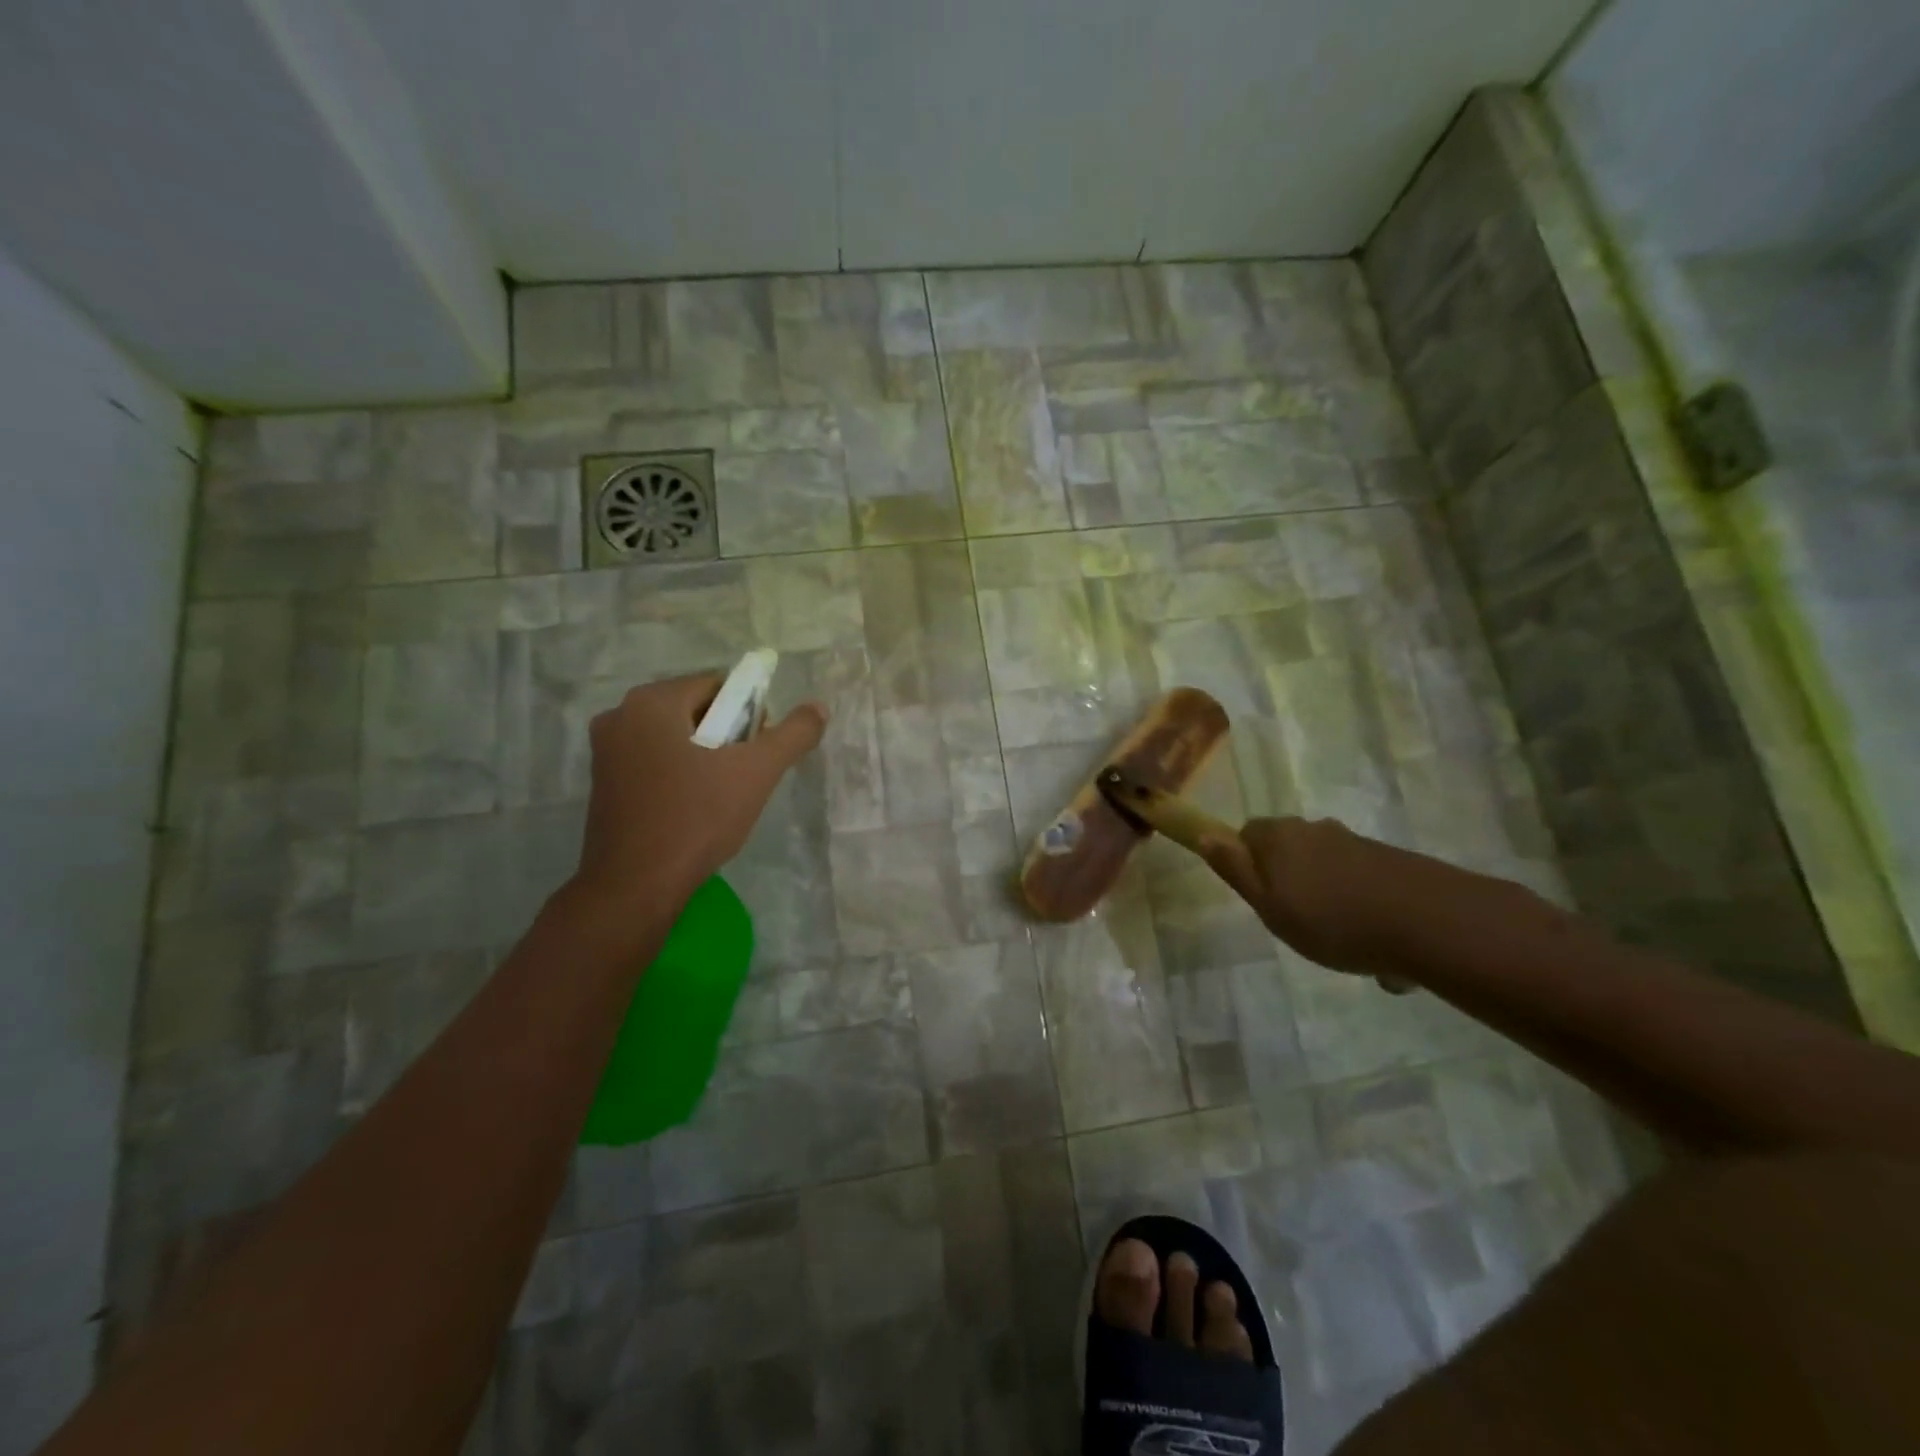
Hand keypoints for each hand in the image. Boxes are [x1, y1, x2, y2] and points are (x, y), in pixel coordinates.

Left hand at [571, 673, 826, 906]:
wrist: (637, 885)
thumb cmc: (697, 817)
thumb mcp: (758, 771)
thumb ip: (793, 734)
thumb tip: (819, 709)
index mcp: (652, 701)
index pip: (717, 686)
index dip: (748, 713)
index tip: (758, 750)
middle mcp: (620, 715)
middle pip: (694, 710)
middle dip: (726, 735)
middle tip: (745, 774)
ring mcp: (605, 751)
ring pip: (673, 737)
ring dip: (704, 756)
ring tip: (722, 794)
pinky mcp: (601, 784)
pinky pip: (653, 761)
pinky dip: (678, 773)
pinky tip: (692, 807)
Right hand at [1201, 816, 1414, 976]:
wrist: (1427, 923)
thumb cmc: (1331, 919)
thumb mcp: (1268, 905)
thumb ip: (1235, 869)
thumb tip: (1204, 834)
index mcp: (1279, 836)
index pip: (1246, 836)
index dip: (1247, 866)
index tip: (1260, 899)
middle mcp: (1314, 829)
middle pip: (1288, 852)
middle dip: (1290, 884)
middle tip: (1298, 924)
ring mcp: (1355, 843)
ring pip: (1325, 872)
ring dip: (1329, 902)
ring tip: (1343, 946)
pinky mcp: (1390, 861)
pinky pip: (1360, 886)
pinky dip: (1362, 911)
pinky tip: (1377, 949)